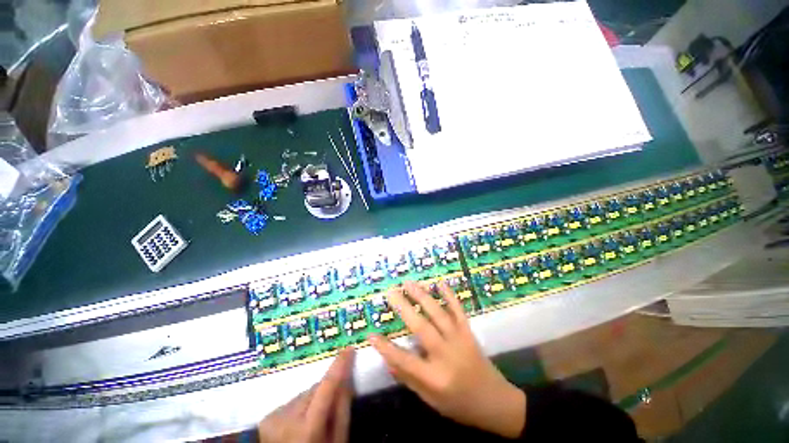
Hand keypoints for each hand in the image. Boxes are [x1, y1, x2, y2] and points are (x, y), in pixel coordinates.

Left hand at [258, 348, 354, 442]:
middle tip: (332, 405)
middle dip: (327, 390)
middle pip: (316, 389)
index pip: (327, 386)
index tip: (349, 349)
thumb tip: (347, 379)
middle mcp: (289, 417)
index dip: (339, 366)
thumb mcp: (337, 440)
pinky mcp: (268, 417)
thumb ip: (343, 410)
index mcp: (309, 427)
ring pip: (305, 394)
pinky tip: (300, 423)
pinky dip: (301, 406)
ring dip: (313, 399)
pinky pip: (293, 401)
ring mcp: (275, 417)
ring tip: (314, 419)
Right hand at [370, 281, 525, 438]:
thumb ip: (409, 379)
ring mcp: (459, 340)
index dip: (386, 347)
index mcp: (435, 378)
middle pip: (421, 328)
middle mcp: (446, 355)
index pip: (404, 360)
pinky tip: (440, 282)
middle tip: (391, 292)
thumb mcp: (432, 401)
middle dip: (404, 308)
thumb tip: (388, 359)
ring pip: (438, 314)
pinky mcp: (468, 332)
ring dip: (422, 296)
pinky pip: (458, 310)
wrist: (496, 402)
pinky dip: (449, 295)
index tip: (371, 334)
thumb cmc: (460, 405)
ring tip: (409, 283)